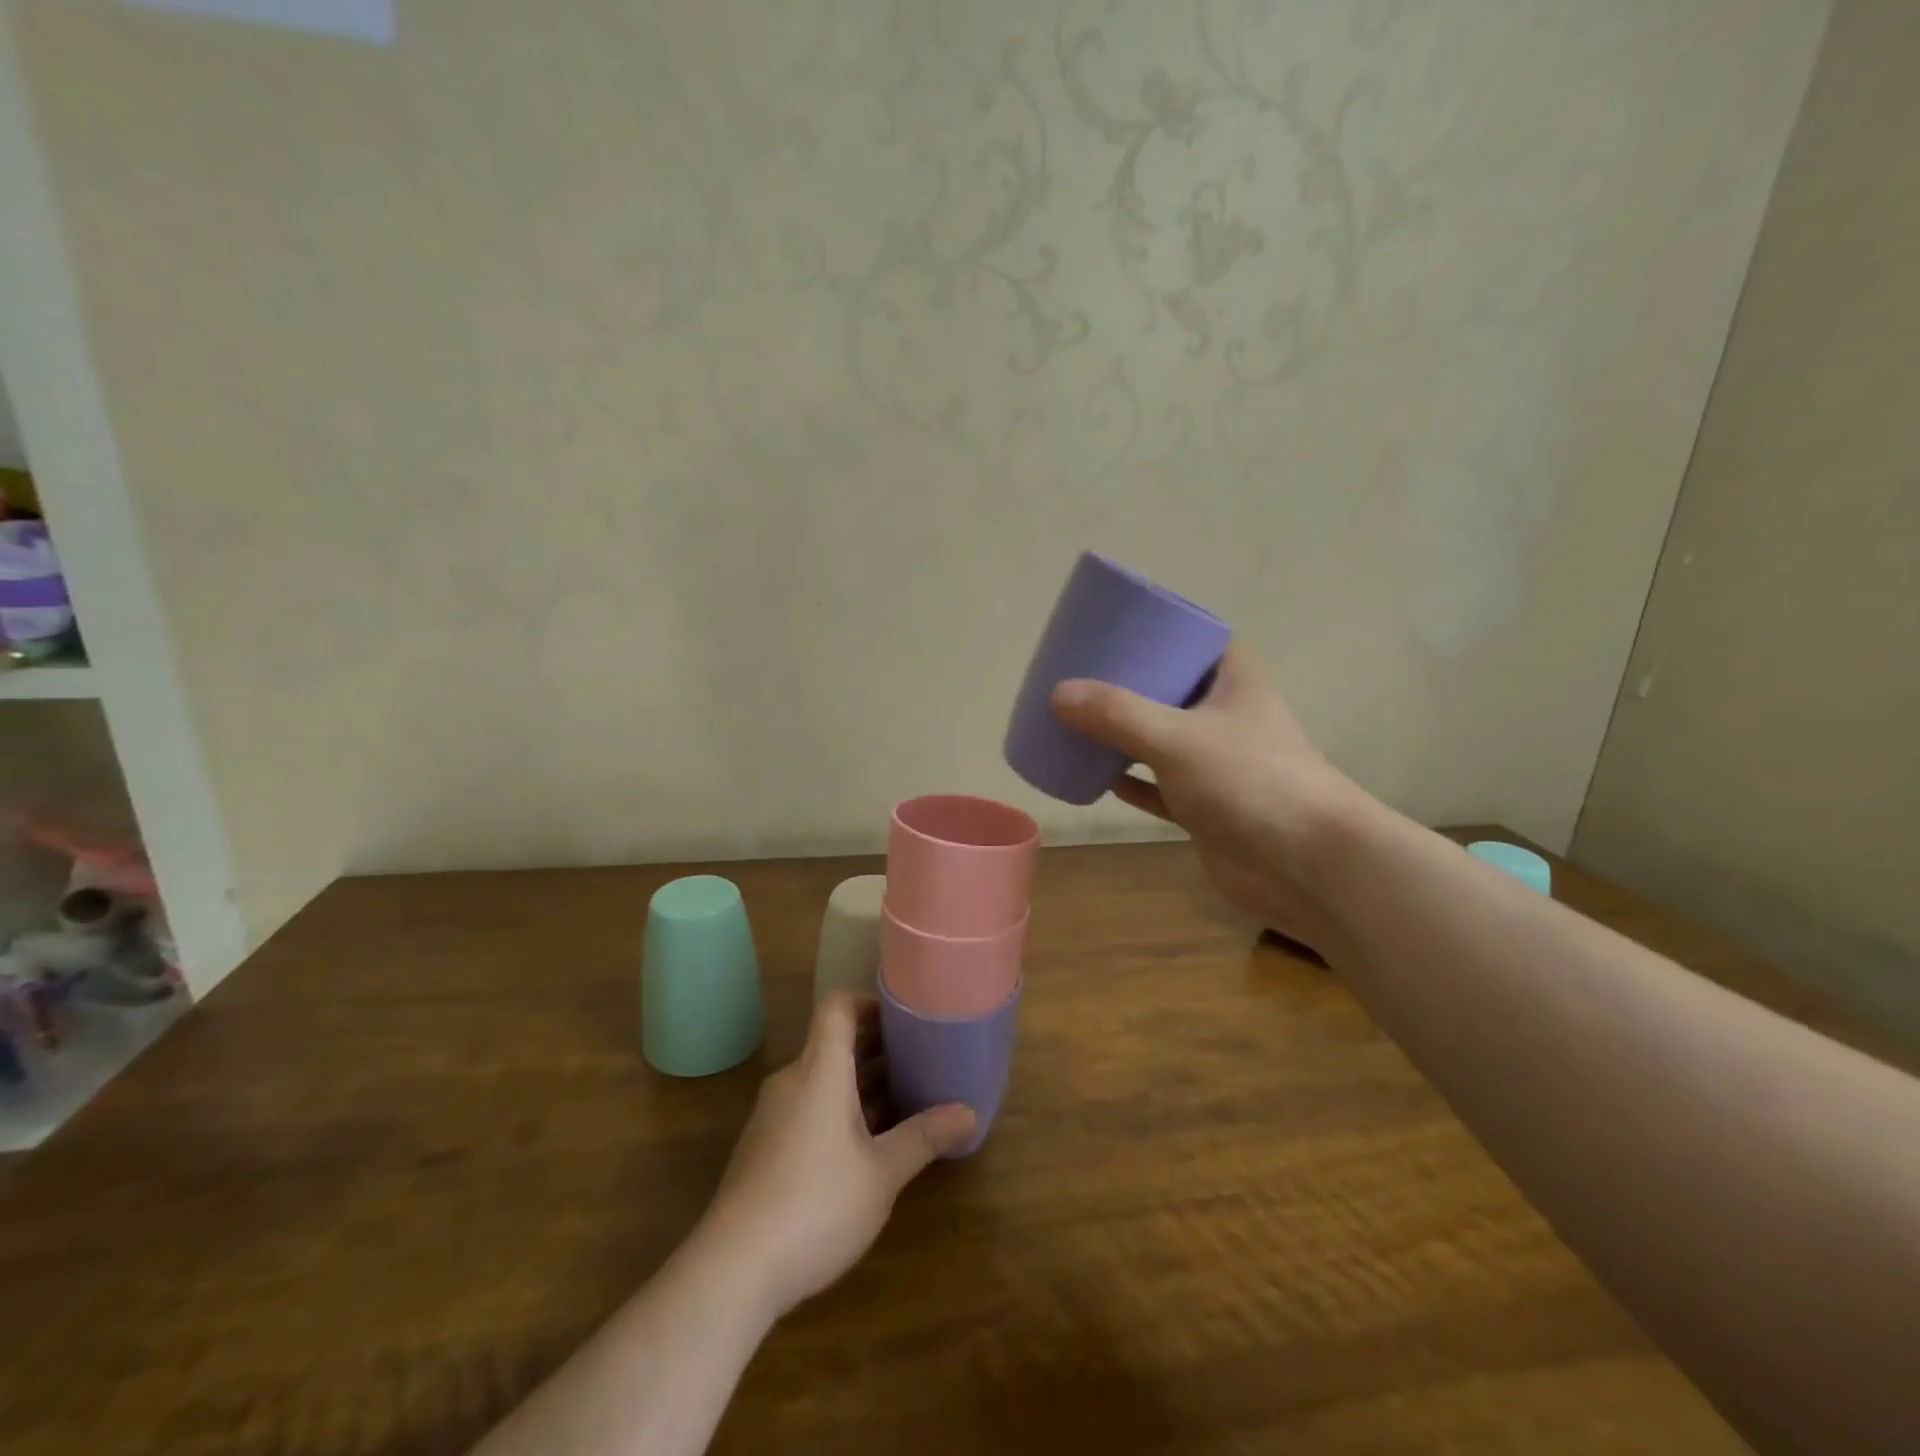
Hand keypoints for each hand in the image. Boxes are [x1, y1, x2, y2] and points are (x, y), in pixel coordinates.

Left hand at [696, 993, 975, 1319]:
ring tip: (903, 1096)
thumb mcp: (882, 1174)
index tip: (904, 1016)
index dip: (869, 1001)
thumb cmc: (816, 1205)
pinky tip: (867, 1142)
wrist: (733, 1269)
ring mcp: (773, 1115)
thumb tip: (969, 1112)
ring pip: (822, 1077)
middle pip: (833, 1041)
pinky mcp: (764, 1147)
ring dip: (860, 1081)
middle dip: (876, 1045)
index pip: (837, 1007)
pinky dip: (839, 1107)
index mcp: (820, 1071)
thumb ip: (924, 1137)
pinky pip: (807, 1105)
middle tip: (918, 1056)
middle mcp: (792, 1081)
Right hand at [1051, 644, 1370, 948]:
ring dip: (1122, 734)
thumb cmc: (1251, 781)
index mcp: (1234, 681)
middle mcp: (1226, 715)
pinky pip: (1157, 786)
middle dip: (1127, 685)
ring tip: (1076, 722)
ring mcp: (1216, 763)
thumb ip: (1118, 714)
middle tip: (1079, 677)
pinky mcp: (1204, 805)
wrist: (1306, 866)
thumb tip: (1058, 693)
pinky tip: (1096, 778)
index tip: (1110, 631)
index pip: (1194, 640)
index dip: (1156, 631)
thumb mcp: (1178, 738)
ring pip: (1160, 738)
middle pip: (1170, 689)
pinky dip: (1130, 782)